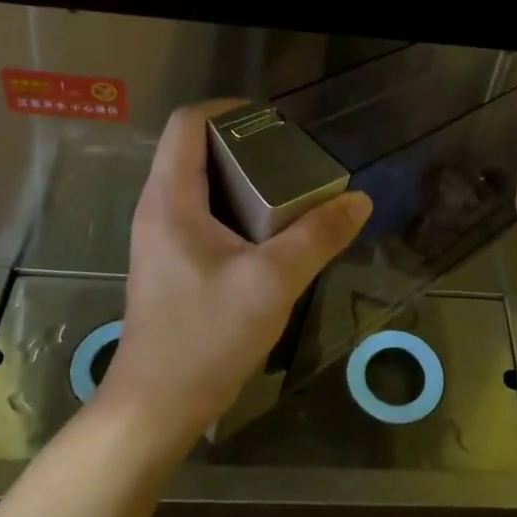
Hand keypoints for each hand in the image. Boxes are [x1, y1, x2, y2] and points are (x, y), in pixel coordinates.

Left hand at [96, 100, 372, 451]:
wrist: (157, 407)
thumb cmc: (206, 336)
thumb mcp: (273, 282)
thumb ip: (318, 237)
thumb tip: (359, 200)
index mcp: (171, 199)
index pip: (187, 123)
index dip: (229, 109)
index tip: (274, 122)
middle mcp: (158, 208)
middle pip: (195, 149)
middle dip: (245, 143)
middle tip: (293, 158)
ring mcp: (161, 237)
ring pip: (201, 183)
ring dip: (243, 177)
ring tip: (290, 189)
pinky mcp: (171, 262)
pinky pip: (204, 213)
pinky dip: (237, 207)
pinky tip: (272, 232)